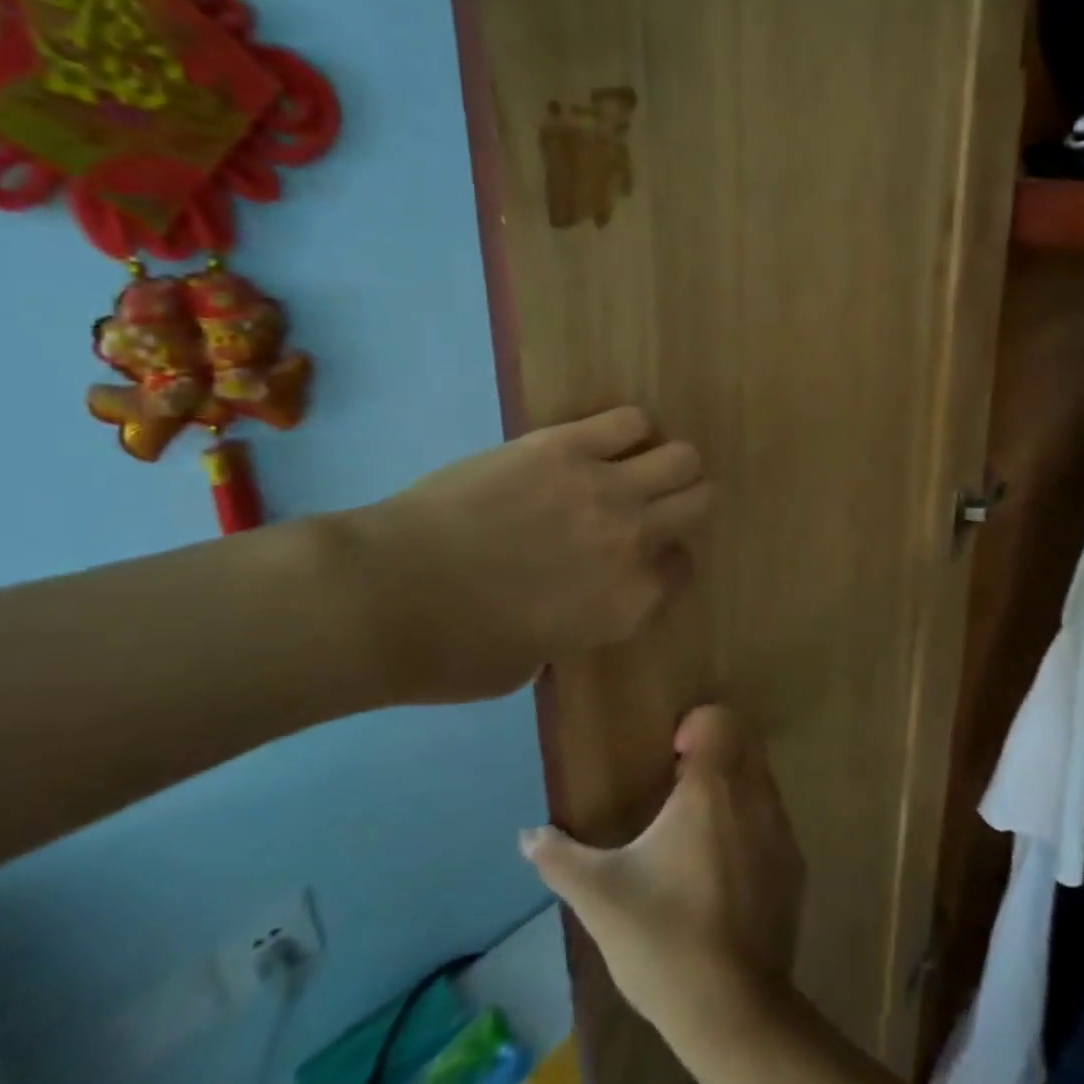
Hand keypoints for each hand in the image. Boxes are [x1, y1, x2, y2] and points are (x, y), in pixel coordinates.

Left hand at [348, 407, 708, 701]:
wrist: (385, 594)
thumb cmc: (452, 651)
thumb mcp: (533, 662)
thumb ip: (575, 627)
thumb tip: (575, 600)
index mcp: (629, 604)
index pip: (683, 569)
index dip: (666, 562)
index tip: (644, 560)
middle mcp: (633, 541)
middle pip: (699, 501)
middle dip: (681, 505)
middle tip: (648, 507)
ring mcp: (603, 487)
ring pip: (681, 456)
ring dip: (664, 464)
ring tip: (632, 468)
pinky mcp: (564, 445)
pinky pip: (629, 420)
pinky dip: (626, 431)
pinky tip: (600, 443)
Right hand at [521, 706, 804, 1049]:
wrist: (733, 1011)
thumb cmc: (663, 939)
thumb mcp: (599, 897)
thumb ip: (559, 858)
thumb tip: (526, 835)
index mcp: (711, 788)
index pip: (720, 718)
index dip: (696, 726)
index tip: (670, 758)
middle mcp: (754, 795)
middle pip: (744, 741)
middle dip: (714, 750)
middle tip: (678, 787)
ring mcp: (781, 830)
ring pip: (761, 779)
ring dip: (733, 786)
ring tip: (696, 831)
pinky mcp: (794, 866)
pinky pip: (773, 821)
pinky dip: (750, 824)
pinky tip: (722, 872)